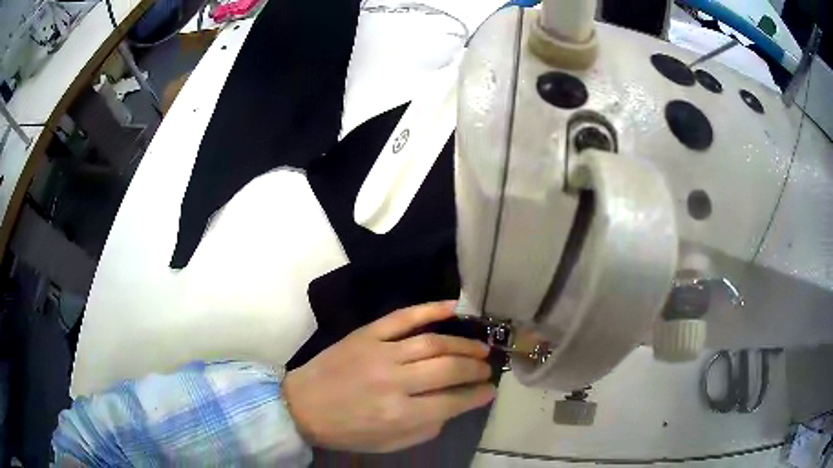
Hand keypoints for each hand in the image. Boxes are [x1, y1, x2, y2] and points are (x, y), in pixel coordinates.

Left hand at [283, 301, 494, 451]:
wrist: (302, 405)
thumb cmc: (346, 430)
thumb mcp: (389, 444)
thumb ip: (425, 429)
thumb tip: (453, 406)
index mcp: (399, 415)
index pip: (452, 402)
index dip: (477, 395)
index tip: (490, 390)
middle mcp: (394, 382)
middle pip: (448, 368)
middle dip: (474, 368)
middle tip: (487, 367)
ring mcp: (379, 353)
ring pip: (433, 342)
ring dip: (462, 343)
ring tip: (480, 346)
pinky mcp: (366, 335)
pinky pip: (403, 317)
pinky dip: (430, 309)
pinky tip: (454, 307)